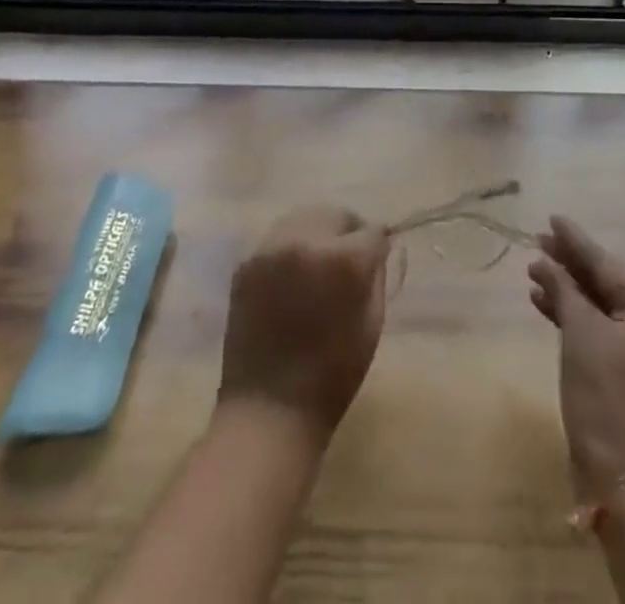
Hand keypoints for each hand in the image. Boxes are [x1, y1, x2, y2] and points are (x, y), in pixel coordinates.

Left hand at [218, 206, 391, 437]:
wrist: (268, 410)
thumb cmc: (332, 376)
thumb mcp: (372, 324)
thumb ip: (376, 275)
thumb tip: (376, 247)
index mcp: (342, 260)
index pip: (371, 231)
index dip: (378, 245)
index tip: (376, 258)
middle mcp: (305, 241)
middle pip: (335, 215)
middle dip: (346, 232)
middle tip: (347, 260)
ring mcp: (270, 249)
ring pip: (303, 219)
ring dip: (317, 235)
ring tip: (318, 265)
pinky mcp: (246, 263)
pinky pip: (277, 240)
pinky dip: (290, 250)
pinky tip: (291, 280)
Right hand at [529, 216, 624, 499]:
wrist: (622, 473)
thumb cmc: (607, 390)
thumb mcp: (581, 330)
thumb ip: (562, 288)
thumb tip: (543, 261)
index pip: (607, 264)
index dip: (576, 241)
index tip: (552, 218)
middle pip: (605, 283)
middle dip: (569, 265)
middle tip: (537, 241)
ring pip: (598, 307)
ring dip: (566, 290)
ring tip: (533, 271)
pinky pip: (596, 331)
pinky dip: (571, 317)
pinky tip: (543, 303)